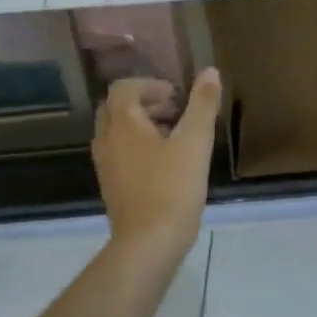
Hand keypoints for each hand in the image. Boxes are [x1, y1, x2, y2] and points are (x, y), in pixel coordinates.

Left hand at [93, 69, 220, 262]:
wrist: (148, 244)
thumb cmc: (172, 189)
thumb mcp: (194, 143)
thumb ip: (202, 105)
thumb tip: (210, 72)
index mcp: (123, 124)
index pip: (124, 88)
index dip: (150, 85)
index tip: (176, 95)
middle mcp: (107, 141)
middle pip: (117, 109)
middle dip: (144, 103)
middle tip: (175, 111)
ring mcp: (106, 166)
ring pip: (117, 132)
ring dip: (141, 125)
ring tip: (174, 136)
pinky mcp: (112, 187)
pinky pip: (119, 154)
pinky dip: (138, 147)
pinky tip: (165, 164)